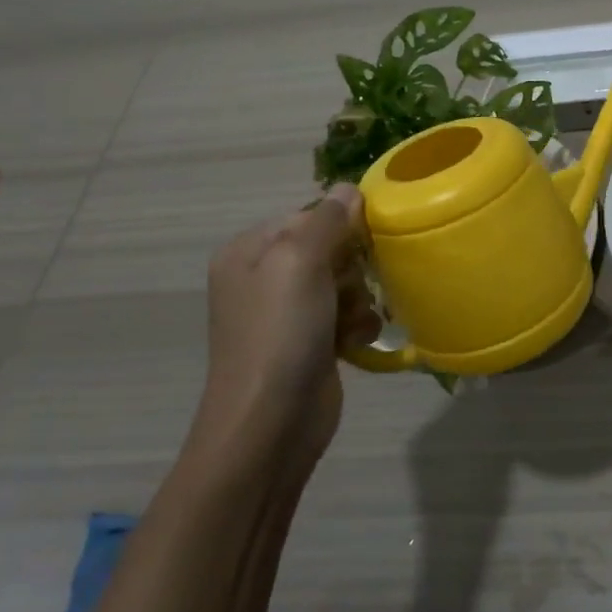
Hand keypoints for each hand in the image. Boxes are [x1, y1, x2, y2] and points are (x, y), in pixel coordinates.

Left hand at [190, 185, 381, 477]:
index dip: (340, 225)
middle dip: (351, 267)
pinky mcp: (311, 342)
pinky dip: (357, 325)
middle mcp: (264, 277)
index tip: (362, 242)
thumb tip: (348, 188)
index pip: (308, 215)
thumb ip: (327, 220)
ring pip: (345, 282)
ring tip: (351, 321)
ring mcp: (287, 313)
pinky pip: (347, 315)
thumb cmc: (280, 333)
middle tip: (349, 288)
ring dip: (358, 299)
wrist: (269, 423)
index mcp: (249, 250)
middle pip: (330, 248)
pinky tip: (354, 342)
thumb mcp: (299, 262)